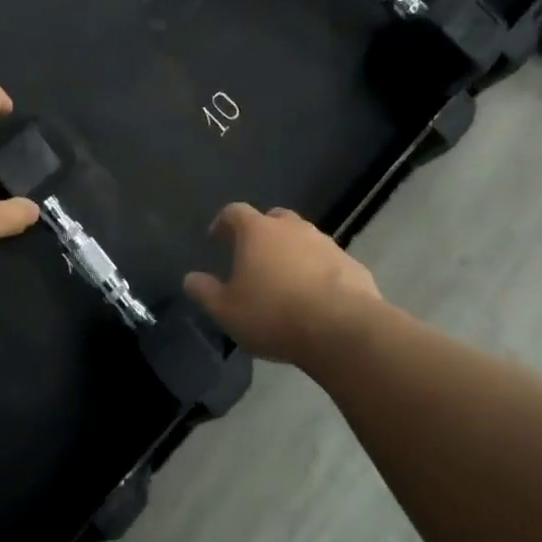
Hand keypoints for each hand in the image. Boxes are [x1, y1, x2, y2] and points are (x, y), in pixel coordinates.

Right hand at [183, 203, 380, 364]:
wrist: (342, 329)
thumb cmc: (273, 314)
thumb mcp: (226, 310)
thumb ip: (205, 291)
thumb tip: (190, 278)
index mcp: (257, 231)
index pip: (234, 212)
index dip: (223, 223)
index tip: (216, 238)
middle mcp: (292, 228)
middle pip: (272, 219)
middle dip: (261, 232)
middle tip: (252, 256)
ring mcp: (326, 243)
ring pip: (303, 238)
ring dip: (291, 252)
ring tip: (284, 279)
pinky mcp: (352, 264)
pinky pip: (327, 261)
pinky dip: (318, 271)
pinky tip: (314, 296)